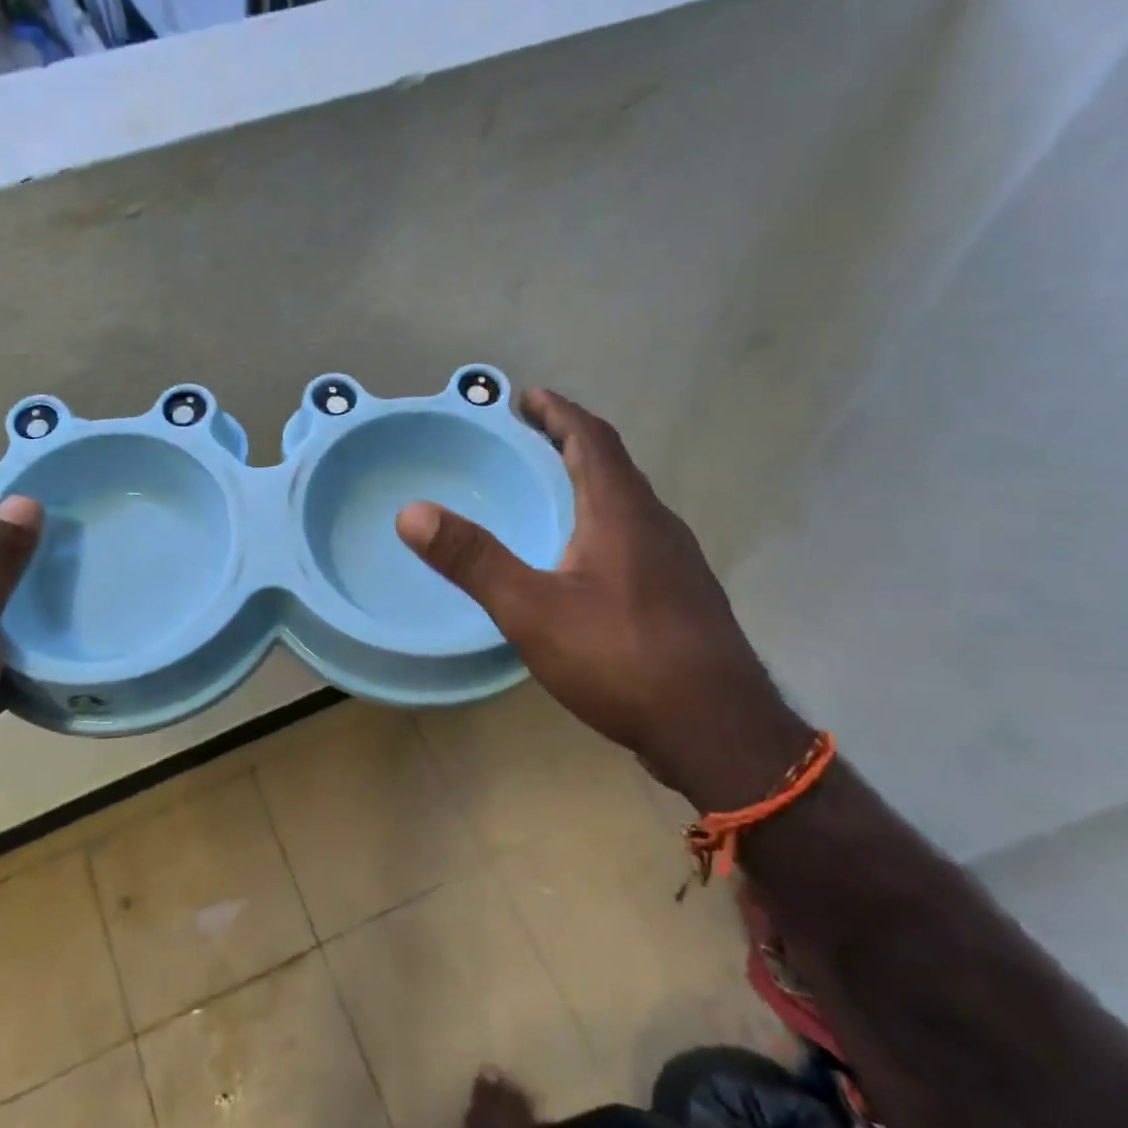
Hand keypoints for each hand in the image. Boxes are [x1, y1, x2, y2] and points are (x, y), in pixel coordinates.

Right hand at [396, 389, 809, 810]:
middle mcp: (657, 525)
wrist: (716, 730)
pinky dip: (604, 524)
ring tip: (551, 494)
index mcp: (622, 512)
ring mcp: (678, 562)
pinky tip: (585, 563)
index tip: (527, 397)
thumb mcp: (533, 610)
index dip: (559, 412)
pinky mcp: (683, 597)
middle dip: (570, 444)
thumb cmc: (621, 659)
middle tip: (528, 441)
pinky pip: (637, 538)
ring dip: (590, 484)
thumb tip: (412, 512)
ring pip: (629, 504)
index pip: (591, 438)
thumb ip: (474, 560)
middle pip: (613, 466)